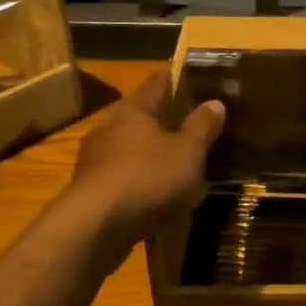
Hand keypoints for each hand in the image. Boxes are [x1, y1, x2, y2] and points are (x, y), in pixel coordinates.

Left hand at [67, 71, 224, 249]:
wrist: (95, 228)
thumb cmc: (147, 178)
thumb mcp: (188, 153)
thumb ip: (202, 127)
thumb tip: (215, 102)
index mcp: (134, 110)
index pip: (158, 82)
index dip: (178, 78)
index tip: (197, 77)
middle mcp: (109, 127)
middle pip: (142, 116)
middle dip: (165, 120)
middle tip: (193, 126)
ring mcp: (94, 159)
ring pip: (130, 148)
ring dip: (150, 153)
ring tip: (177, 163)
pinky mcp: (89, 190)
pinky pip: (122, 177)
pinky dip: (139, 180)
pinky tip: (155, 194)